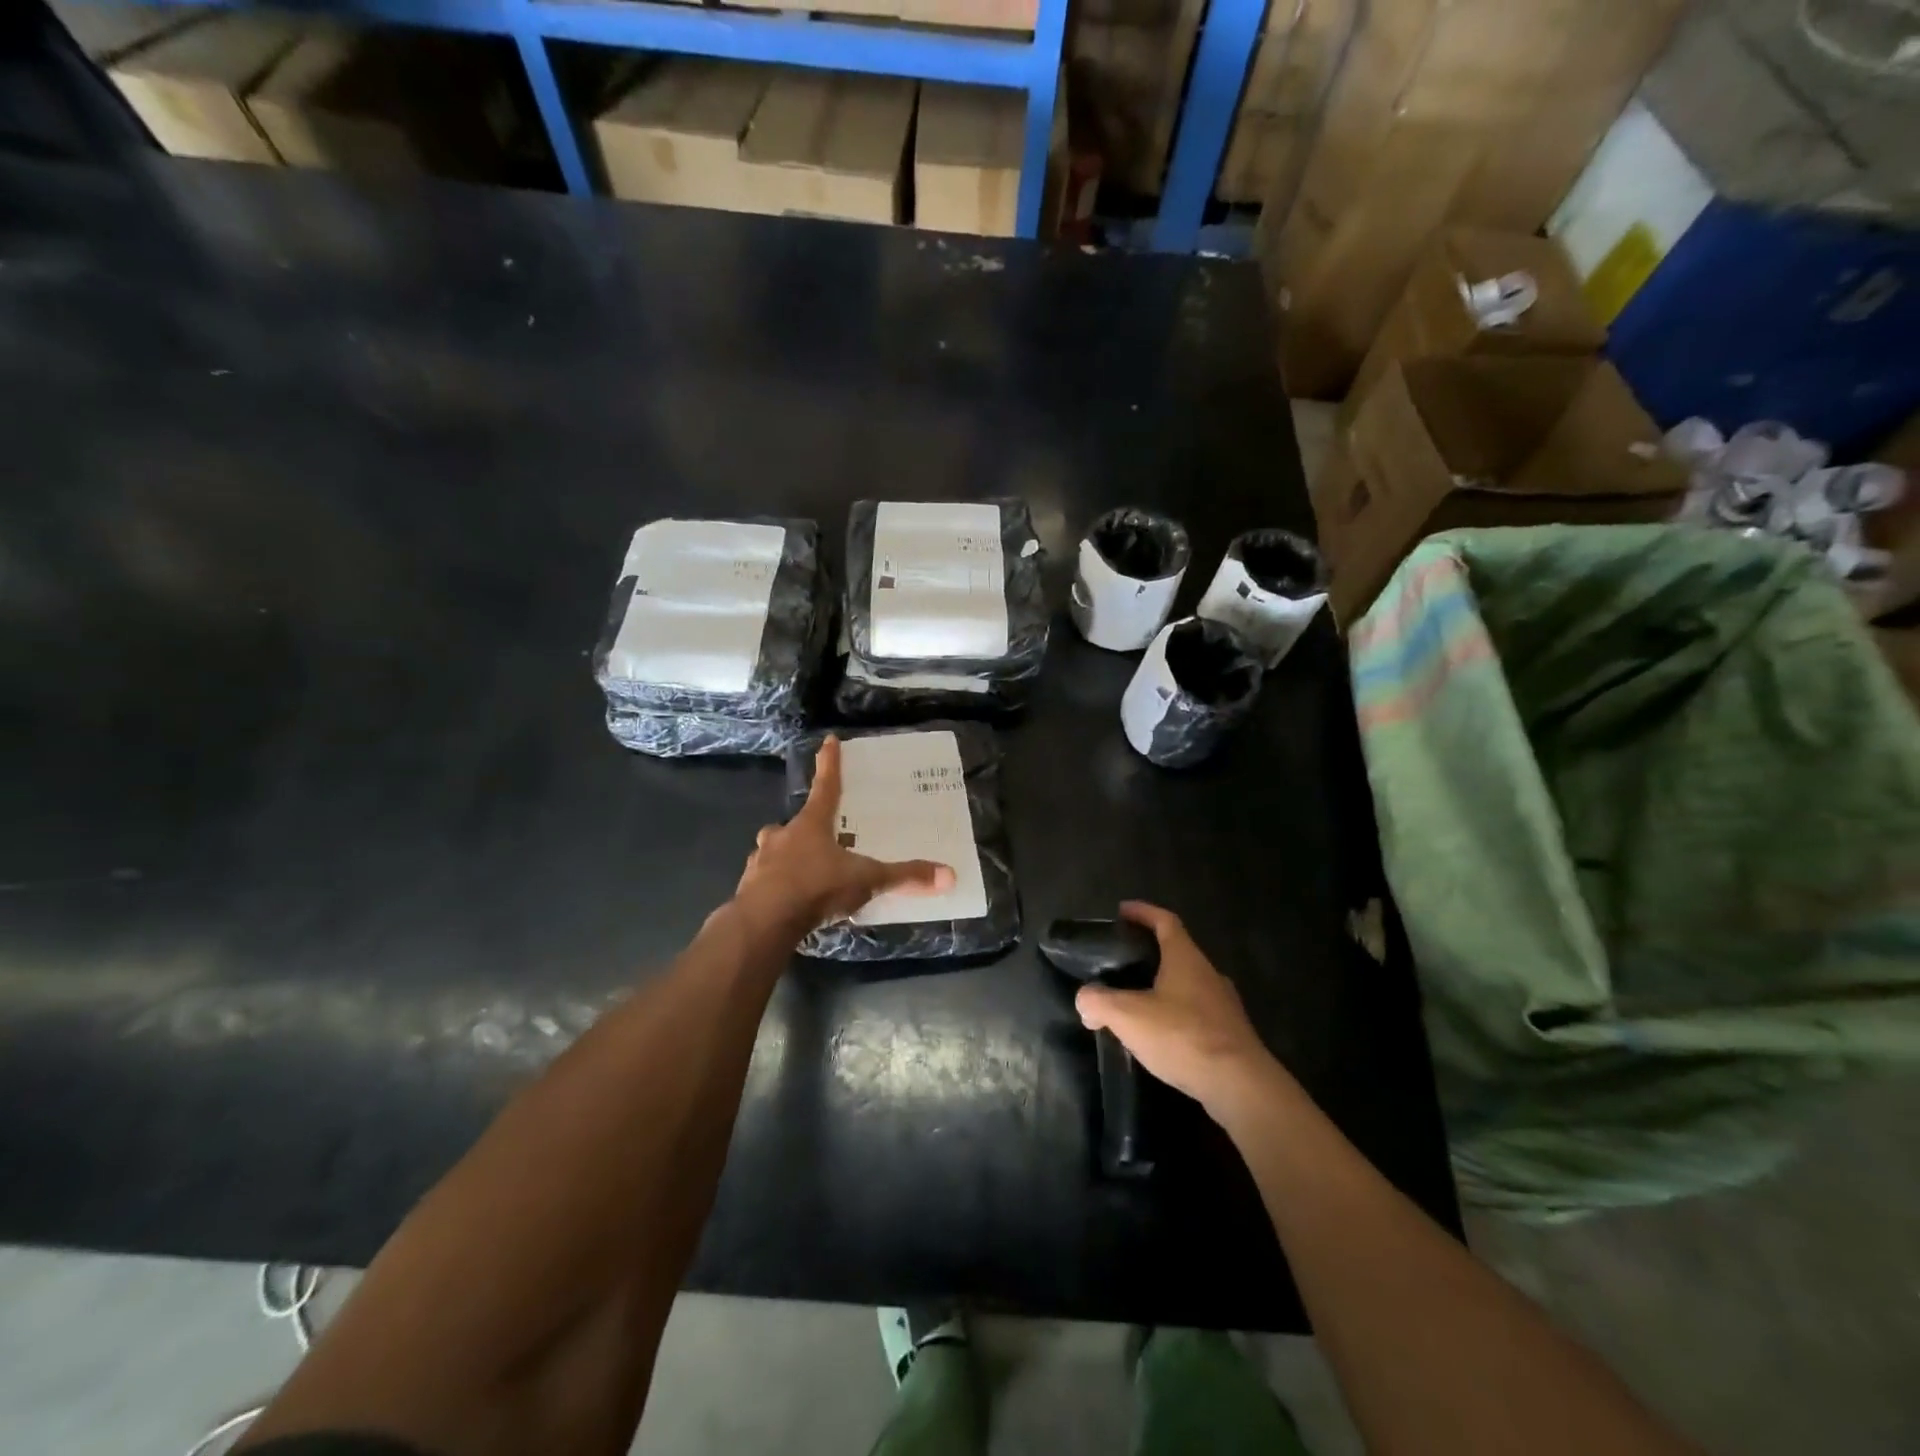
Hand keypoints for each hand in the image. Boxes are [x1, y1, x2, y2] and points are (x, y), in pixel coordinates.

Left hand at [734, 735, 954, 933]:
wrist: (763, 922)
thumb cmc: (816, 887)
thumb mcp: (866, 881)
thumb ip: (904, 877)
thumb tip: (949, 875)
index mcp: (811, 825)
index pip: (826, 786)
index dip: (830, 764)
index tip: (828, 740)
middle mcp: (782, 836)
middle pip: (795, 824)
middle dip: (804, 828)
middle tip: (819, 838)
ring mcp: (761, 861)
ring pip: (775, 852)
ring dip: (787, 858)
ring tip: (805, 874)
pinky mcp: (749, 889)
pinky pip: (766, 881)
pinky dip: (777, 886)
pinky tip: (789, 902)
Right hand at [1075, 902, 1283, 1118]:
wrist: (1241, 1086)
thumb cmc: (1183, 1036)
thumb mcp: (1128, 1016)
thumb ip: (1099, 1002)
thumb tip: (1085, 1000)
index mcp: (1185, 958)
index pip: (1165, 921)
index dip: (1143, 912)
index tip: (1122, 911)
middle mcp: (1208, 974)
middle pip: (1177, 952)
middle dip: (1150, 952)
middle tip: (1122, 961)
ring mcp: (1224, 1005)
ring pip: (1188, 984)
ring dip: (1163, 986)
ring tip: (1136, 1002)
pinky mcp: (1230, 1035)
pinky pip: (1197, 1013)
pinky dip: (1176, 1015)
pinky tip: (1160, 1035)